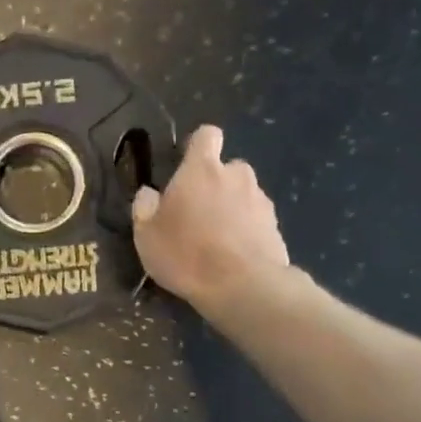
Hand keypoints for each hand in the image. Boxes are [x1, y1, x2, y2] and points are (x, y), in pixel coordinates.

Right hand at [132, 126, 294, 309]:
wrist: (242, 286)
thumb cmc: (186, 254)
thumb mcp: (146, 236)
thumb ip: (145, 208)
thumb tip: (148, 194)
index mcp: (202, 170)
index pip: (206, 135)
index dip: (197, 147)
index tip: (186, 167)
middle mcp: (236, 175)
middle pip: (226, 169)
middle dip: (214, 185)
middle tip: (196, 215)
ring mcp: (261, 199)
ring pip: (243, 195)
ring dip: (231, 209)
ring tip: (216, 241)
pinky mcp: (276, 225)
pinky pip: (256, 220)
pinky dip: (246, 231)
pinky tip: (233, 256)